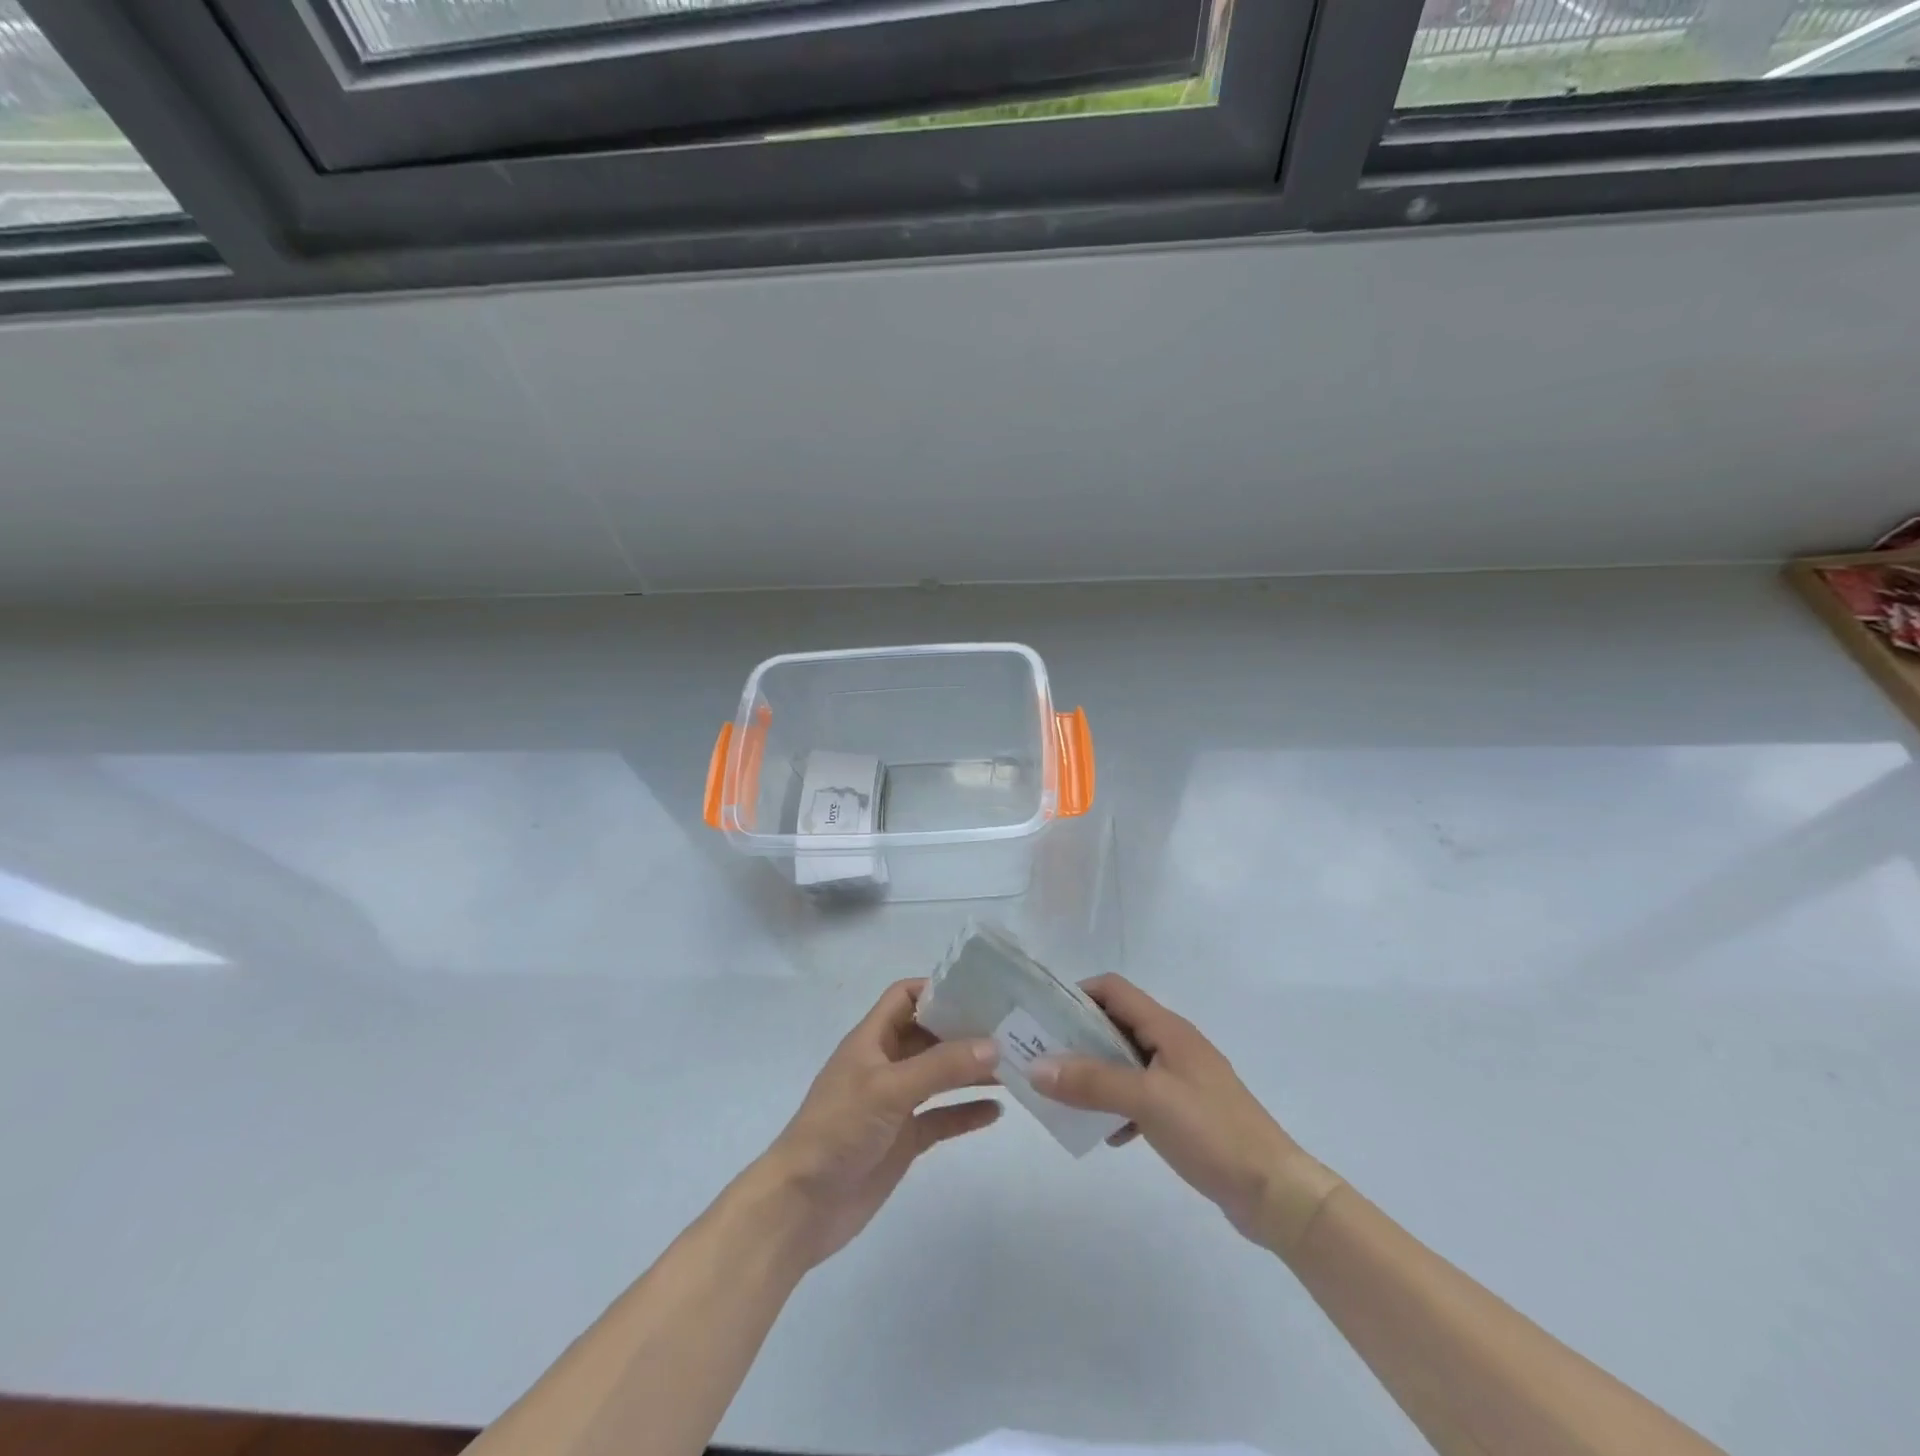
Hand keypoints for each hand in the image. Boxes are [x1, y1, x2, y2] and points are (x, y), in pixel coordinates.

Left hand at [757, 979, 1000, 1267]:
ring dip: (971, 1070)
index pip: (905, 997)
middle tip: (1011, 1029)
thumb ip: (941, 1066)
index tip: (980, 992)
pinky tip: (997, 1111)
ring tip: (1014, 1067)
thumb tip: (993, 1044)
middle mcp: (885, 1064)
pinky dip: (966, 1112)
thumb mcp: (889, 1089)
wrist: (801, 1206)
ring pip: (939, 1076)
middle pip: (929, 1035)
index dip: (938, 989)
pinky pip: (941, 1117)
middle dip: (965, 1030)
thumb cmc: (838, 1129)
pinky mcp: (903, 1140)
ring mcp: (895, 1103)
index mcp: (872, 1039)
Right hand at [1028, 975, 1341, 1251]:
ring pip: (1126, 1062)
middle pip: (1116, 1024)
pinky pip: (1141, 1095)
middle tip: (1043, 1059)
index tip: (1044, 1018)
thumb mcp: (1146, 1100)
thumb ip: (1091, 1082)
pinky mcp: (1187, 1111)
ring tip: (1065, 1097)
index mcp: (1167, 1028)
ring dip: (1096, 1074)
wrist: (1275, 1191)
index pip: (1113, 989)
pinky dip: (1120, 1106)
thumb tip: (1036, 1067)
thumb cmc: (1211, 1131)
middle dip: (1078, 1037)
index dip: (1078, 995)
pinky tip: (1110, 1135)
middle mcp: (1173, 1044)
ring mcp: (1182, 1078)